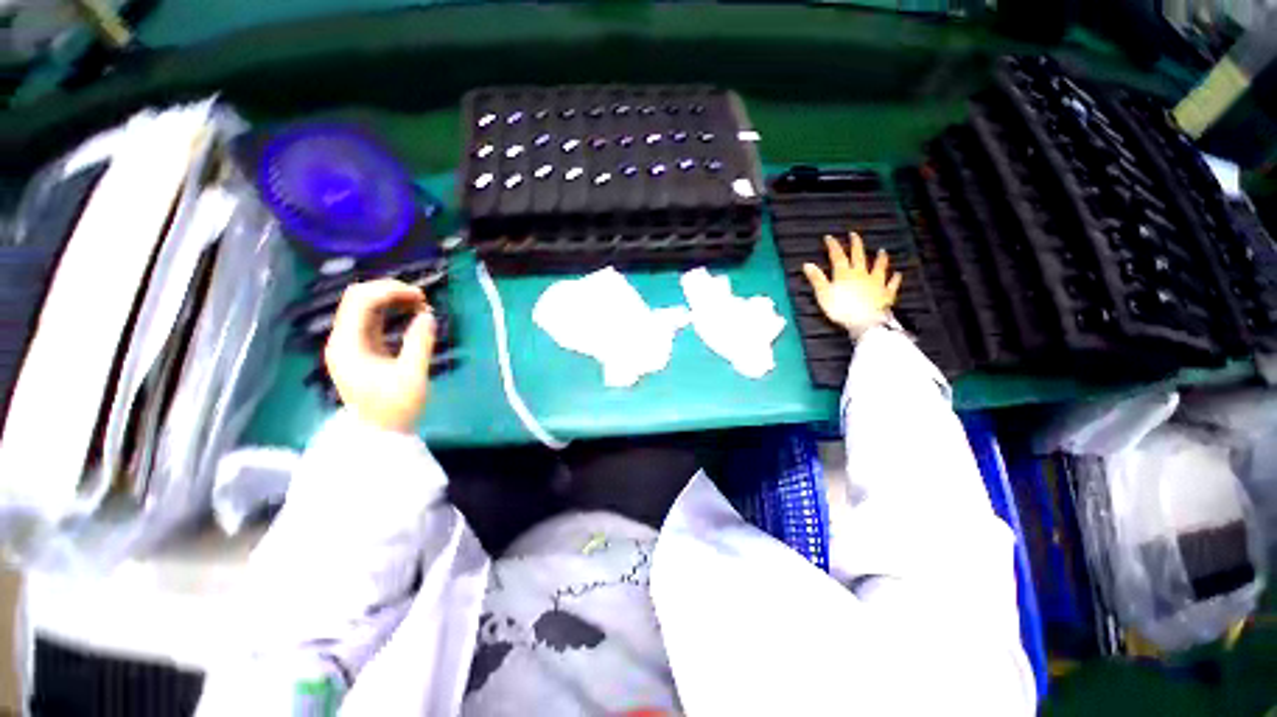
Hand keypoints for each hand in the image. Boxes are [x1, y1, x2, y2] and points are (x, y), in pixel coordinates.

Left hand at [324, 279, 436, 432]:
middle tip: (422, 299)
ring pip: (365, 307)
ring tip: (421, 305)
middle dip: (390, 292)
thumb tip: (428, 315)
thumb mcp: (412, 376)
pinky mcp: (361, 348)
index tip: (421, 297)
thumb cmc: (395, 408)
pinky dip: (391, 312)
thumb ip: (419, 343)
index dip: (390, 291)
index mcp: (348, 344)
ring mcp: (350, 343)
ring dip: (392, 300)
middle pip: (359, 298)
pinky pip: (372, 320)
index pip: (360, 301)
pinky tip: (410, 314)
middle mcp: (343, 339)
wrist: (380, 434)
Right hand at [802, 232, 902, 339]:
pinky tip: (897, 274)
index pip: (837, 256)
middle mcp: (861, 274)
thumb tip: (807, 264)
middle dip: (856, 245)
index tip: (829, 237)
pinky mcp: (886, 293)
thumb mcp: (823, 294)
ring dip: (880, 258)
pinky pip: (891, 284)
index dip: (833, 246)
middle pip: (859, 256)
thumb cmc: (841, 309)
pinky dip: (894, 279)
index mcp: (844, 274)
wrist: (865, 321)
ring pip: (878, 266)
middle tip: (854, 235)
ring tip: (882, 250)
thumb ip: (817, 279)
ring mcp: (876, 282)